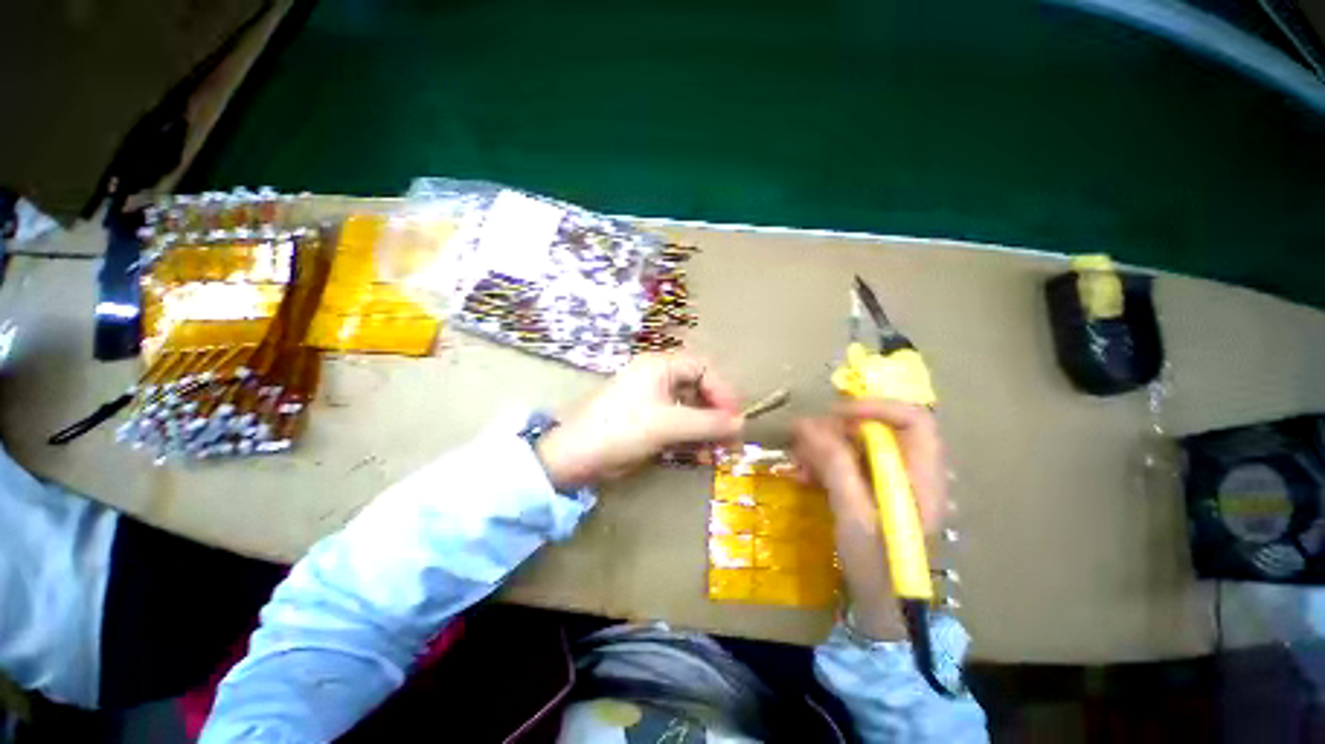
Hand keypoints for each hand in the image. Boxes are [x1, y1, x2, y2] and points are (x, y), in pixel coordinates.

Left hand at [536, 353, 743, 488]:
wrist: (577, 456)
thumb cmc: (621, 429)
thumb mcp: (668, 424)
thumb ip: (707, 423)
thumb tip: (742, 424)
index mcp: (660, 367)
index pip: (703, 369)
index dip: (722, 391)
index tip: (734, 418)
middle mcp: (658, 378)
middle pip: (698, 389)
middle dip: (716, 413)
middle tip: (731, 438)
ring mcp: (653, 401)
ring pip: (690, 409)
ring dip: (706, 429)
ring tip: (719, 451)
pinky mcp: (649, 421)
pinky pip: (678, 424)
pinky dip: (691, 438)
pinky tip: (701, 455)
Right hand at [791, 400, 947, 639]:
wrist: (881, 610)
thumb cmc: (877, 566)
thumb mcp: (854, 514)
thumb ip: (835, 465)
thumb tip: (807, 424)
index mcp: (921, 475)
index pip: (912, 419)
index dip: (874, 407)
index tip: (833, 416)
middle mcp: (909, 472)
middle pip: (877, 429)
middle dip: (836, 430)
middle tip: (802, 439)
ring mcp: (889, 482)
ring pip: (856, 445)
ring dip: (823, 446)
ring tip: (797, 461)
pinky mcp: (871, 491)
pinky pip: (845, 463)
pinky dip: (822, 464)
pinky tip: (802, 475)